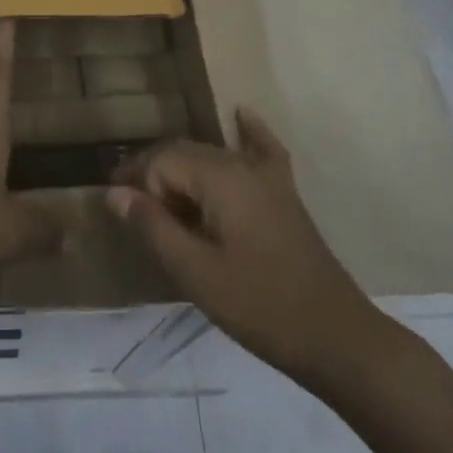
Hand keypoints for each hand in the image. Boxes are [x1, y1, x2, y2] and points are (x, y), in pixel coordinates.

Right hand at [107, 108, 384, 378]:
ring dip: (183, 169)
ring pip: (213, 155)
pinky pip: (262, 149)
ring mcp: (267, 176)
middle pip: (184, 153)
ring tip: (161, 198)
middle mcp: (241, 163)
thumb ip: (154, 227)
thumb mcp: (196, 273)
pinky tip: (240, 115)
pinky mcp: (285, 193)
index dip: (137, 184)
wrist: (337, 337)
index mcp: (219, 177)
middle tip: (131, 210)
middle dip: (154, 175)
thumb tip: (115, 192)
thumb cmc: (260, 307)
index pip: (161, 161)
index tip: (119, 212)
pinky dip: (248, 132)